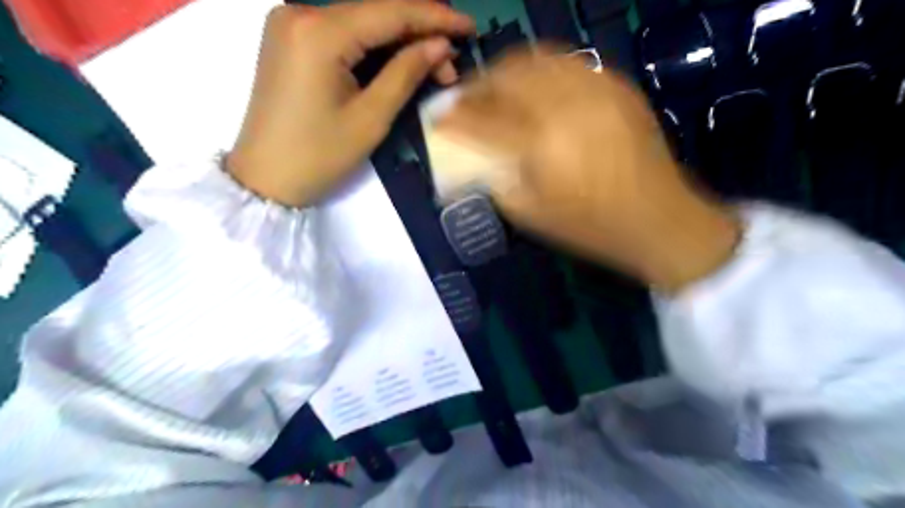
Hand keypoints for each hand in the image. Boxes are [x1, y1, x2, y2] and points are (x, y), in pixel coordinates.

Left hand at [229, 0, 474, 206]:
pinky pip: (343, 33)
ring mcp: (291, 24)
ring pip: (361, 22)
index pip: (390, 11)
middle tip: (451, 63)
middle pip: (375, 12)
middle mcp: (300, 13)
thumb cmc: (319, 156)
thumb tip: (442, 45)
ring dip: (399, 41)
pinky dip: (374, 47)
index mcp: (319, 32)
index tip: (470, 27)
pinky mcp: (290, 40)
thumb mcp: (370, 118)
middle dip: (419, 33)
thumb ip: (406, 73)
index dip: (435, 17)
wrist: (265, 179)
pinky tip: (398, 62)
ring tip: (432, 68)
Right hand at [438, 49, 742, 293]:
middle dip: (480, 84)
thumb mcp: (533, 216)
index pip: (484, 120)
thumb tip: (474, 162)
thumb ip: (497, 183)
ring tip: (497, 86)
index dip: (456, 117)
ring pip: (539, 60)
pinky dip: (544, 68)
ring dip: (510, 69)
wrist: (660, 220)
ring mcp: (596, 92)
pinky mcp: (618, 88)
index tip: (439, 119)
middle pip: (509, 76)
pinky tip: (538, 85)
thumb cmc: (592, 228)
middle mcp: (566, 107)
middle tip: (467, 98)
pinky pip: (572, 64)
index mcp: (541, 145)